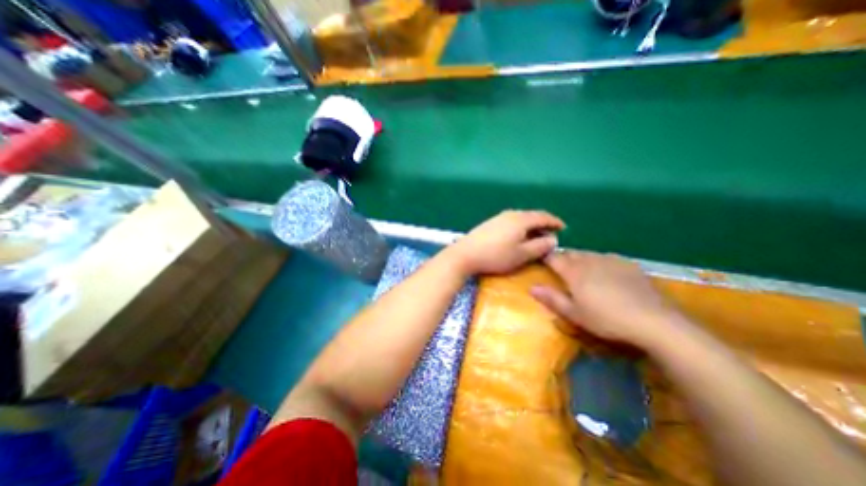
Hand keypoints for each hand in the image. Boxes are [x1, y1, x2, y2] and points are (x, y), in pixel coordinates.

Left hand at [451, 209, 564, 276]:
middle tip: (550, 235)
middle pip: (532, 216)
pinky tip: (517, 237)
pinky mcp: (490, 223)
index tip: (564, 228)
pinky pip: (511, 222)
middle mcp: (510, 214)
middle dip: (543, 224)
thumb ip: (540, 246)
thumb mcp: (522, 254)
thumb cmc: (496, 256)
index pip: (543, 216)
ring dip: (531, 226)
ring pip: (520, 218)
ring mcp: (498, 217)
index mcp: (521, 219)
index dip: (555, 222)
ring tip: (536, 237)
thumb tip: (553, 239)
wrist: (465, 254)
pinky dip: (520, 227)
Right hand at [532, 251, 686, 349]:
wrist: (655, 321)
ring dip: (581, 259)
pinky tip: (606, 273)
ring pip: (588, 254)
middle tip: (561, 270)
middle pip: (571, 253)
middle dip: (563, 258)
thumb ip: (552, 299)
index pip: (554, 258)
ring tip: (582, 271)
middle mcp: (590, 260)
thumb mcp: (574, 314)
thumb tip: (531, 288)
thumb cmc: (607, 319)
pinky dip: (600, 262)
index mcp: (574, 272)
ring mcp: (611, 260)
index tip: (541, 260)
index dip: (545, 257)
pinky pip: (607, 257)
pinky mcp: (628, 264)